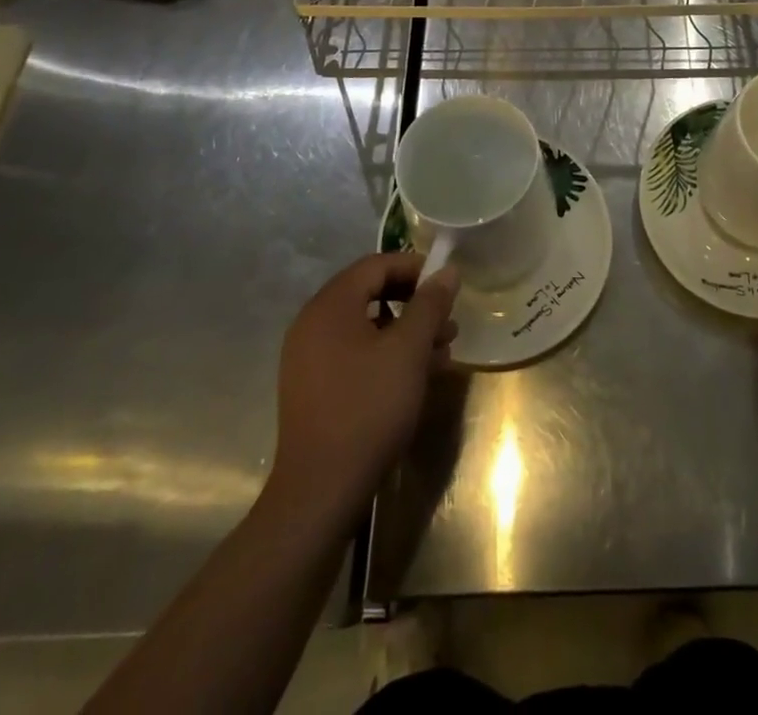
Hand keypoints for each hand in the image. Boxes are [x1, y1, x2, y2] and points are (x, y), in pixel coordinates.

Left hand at [270, 253, 458, 520]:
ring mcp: (309, 358)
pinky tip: (418, 376)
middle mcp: (313, 324)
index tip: (447, 285)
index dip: (414, 267)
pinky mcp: (314, 388)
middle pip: (370, 294)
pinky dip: (387, 355)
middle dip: (414, 303)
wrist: (320, 491)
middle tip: (448, 320)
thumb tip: (447, 271)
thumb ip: (429, 304)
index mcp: (329, 306)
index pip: (375, 265)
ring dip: (406, 332)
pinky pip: (355, 354)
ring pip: (366, 327)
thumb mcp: (408, 351)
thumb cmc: (368, 408)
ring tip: (443, 350)